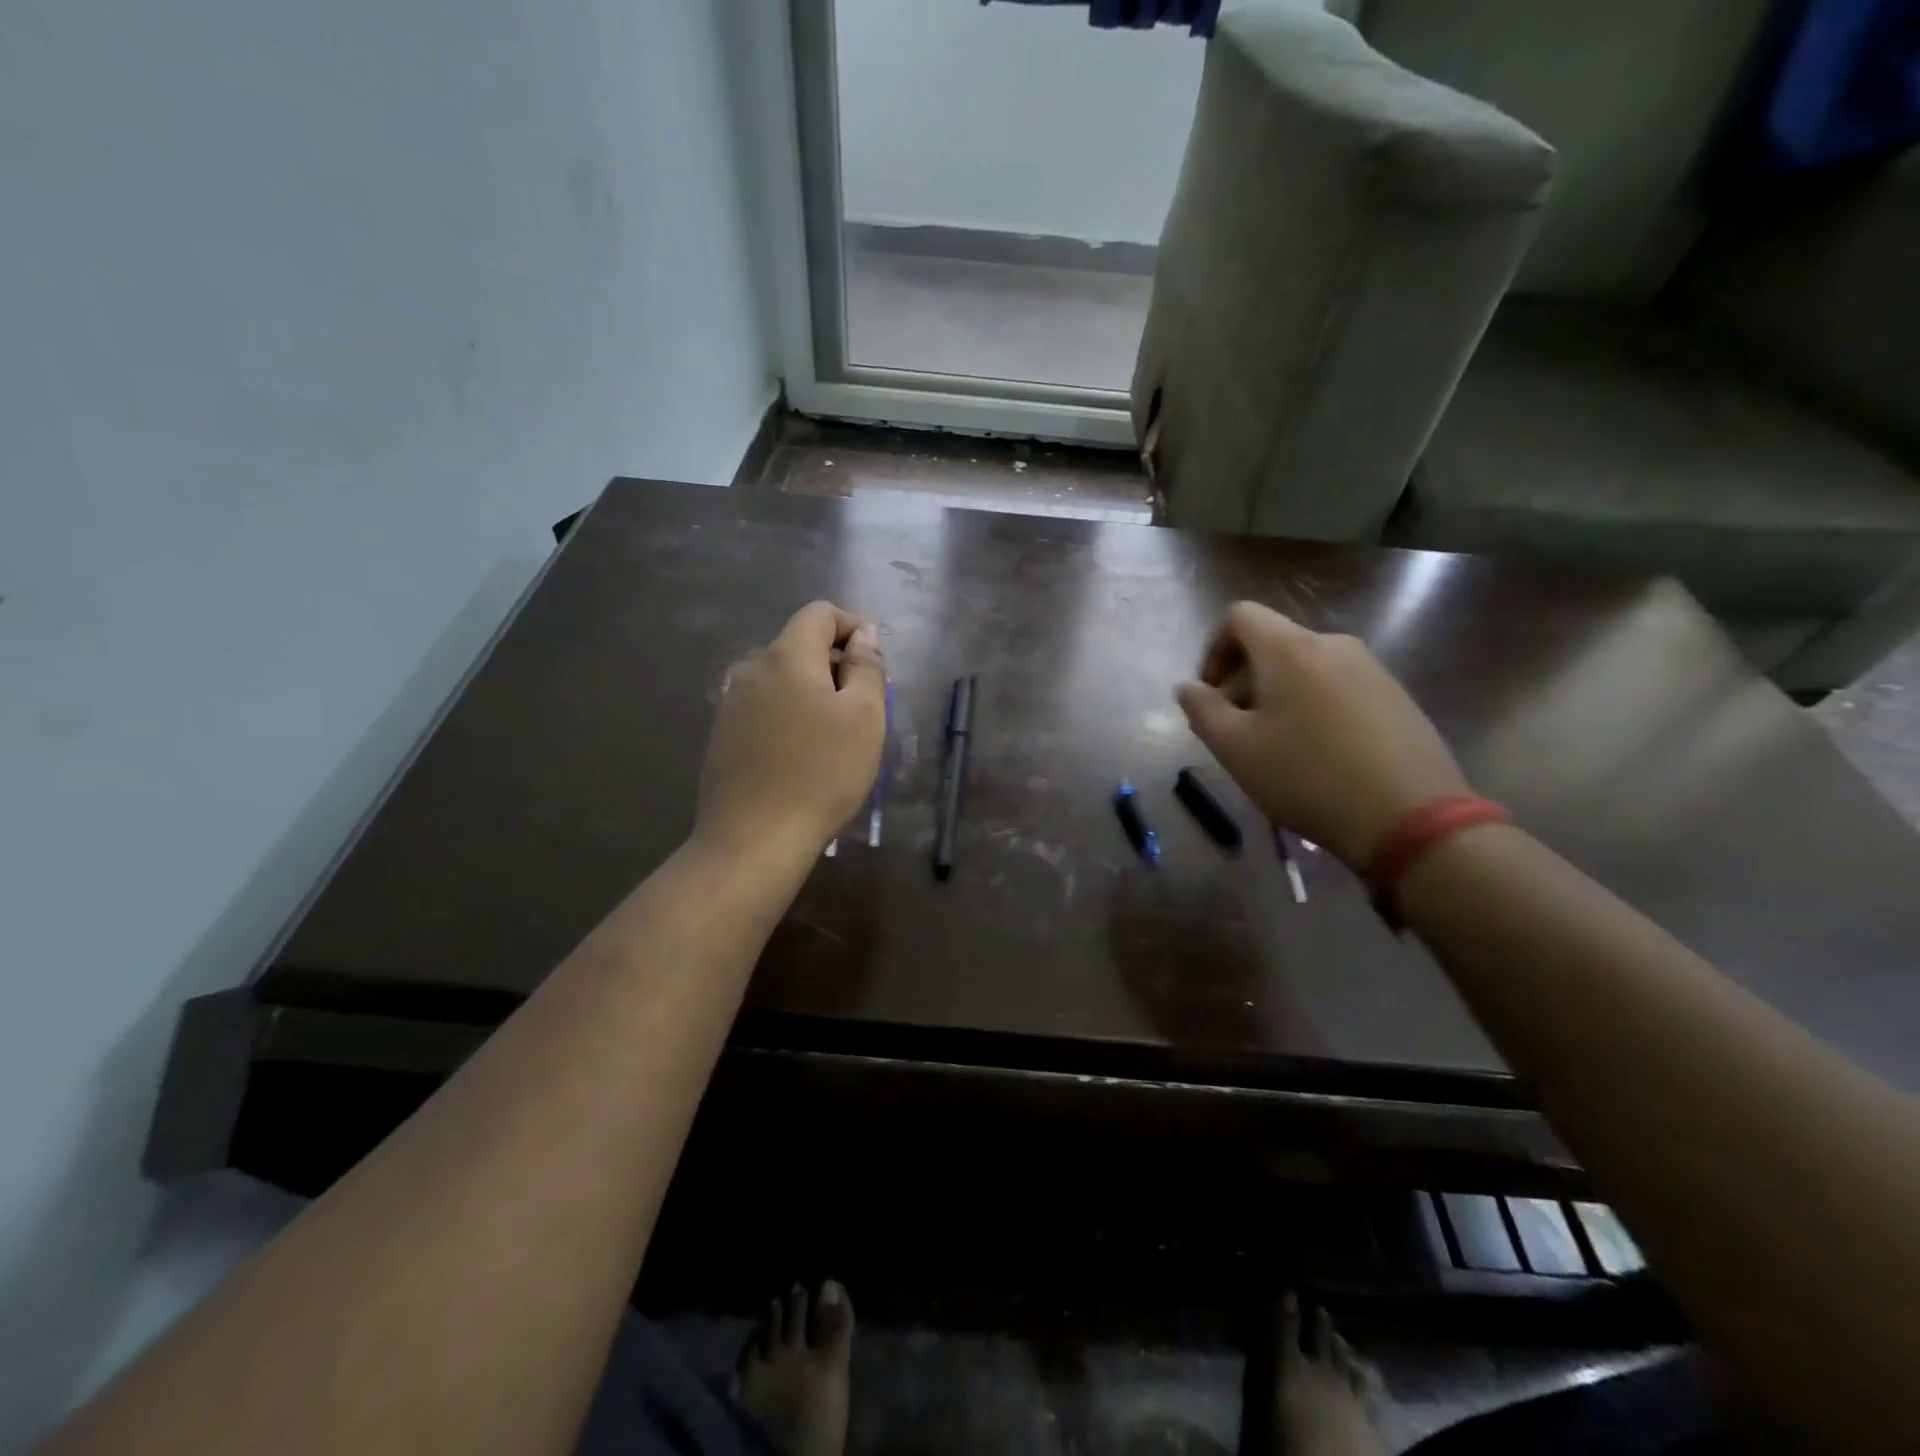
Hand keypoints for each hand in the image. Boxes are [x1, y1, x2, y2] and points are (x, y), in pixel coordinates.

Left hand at [697, 601, 886, 857]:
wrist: (753, 838)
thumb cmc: (821, 774)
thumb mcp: (864, 717)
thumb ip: (867, 666)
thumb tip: (865, 633)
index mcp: (786, 656)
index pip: (820, 613)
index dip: (853, 628)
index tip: (874, 667)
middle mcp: (752, 669)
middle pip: (800, 645)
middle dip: (836, 666)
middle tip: (862, 711)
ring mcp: (731, 703)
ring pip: (783, 680)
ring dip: (813, 694)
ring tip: (833, 739)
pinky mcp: (723, 735)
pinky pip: (765, 708)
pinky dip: (790, 716)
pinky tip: (801, 758)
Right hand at [1175, 602, 1470, 867]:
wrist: (1411, 817)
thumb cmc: (1307, 776)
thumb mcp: (1235, 748)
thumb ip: (1202, 710)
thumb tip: (1189, 687)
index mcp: (1289, 649)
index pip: (1240, 616)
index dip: (1213, 649)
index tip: (1210, 695)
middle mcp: (1332, 644)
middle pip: (1272, 644)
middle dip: (1243, 681)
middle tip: (1235, 733)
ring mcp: (1371, 669)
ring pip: (1305, 668)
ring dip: (1277, 697)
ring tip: (1276, 749)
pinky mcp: (1396, 697)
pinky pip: (1337, 688)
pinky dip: (1313, 708)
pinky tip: (1318, 756)